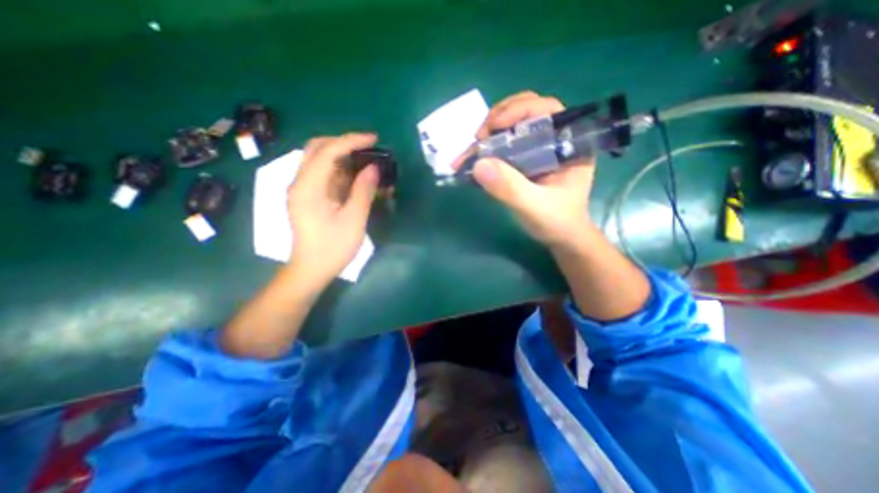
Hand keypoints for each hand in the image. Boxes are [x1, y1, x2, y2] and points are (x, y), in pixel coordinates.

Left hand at [284, 132, 375, 288]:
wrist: (311, 269)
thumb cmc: (333, 248)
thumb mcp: (353, 220)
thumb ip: (363, 191)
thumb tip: (374, 168)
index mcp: (308, 188)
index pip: (327, 151)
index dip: (351, 141)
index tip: (373, 139)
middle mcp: (300, 182)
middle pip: (317, 148)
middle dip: (343, 142)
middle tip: (368, 147)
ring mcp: (302, 189)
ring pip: (319, 159)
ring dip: (342, 155)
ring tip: (365, 160)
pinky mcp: (308, 196)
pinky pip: (323, 174)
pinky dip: (340, 170)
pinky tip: (356, 176)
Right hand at [466, 91, 596, 250]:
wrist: (560, 237)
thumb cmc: (557, 222)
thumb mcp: (535, 207)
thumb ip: (511, 188)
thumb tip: (478, 164)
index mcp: (569, 143)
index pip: (547, 109)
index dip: (519, 109)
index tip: (494, 126)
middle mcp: (554, 139)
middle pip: (526, 110)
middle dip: (499, 118)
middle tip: (479, 138)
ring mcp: (538, 148)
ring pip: (512, 125)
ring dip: (489, 132)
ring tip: (473, 149)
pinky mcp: (525, 160)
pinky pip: (505, 144)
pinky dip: (487, 148)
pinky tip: (473, 158)